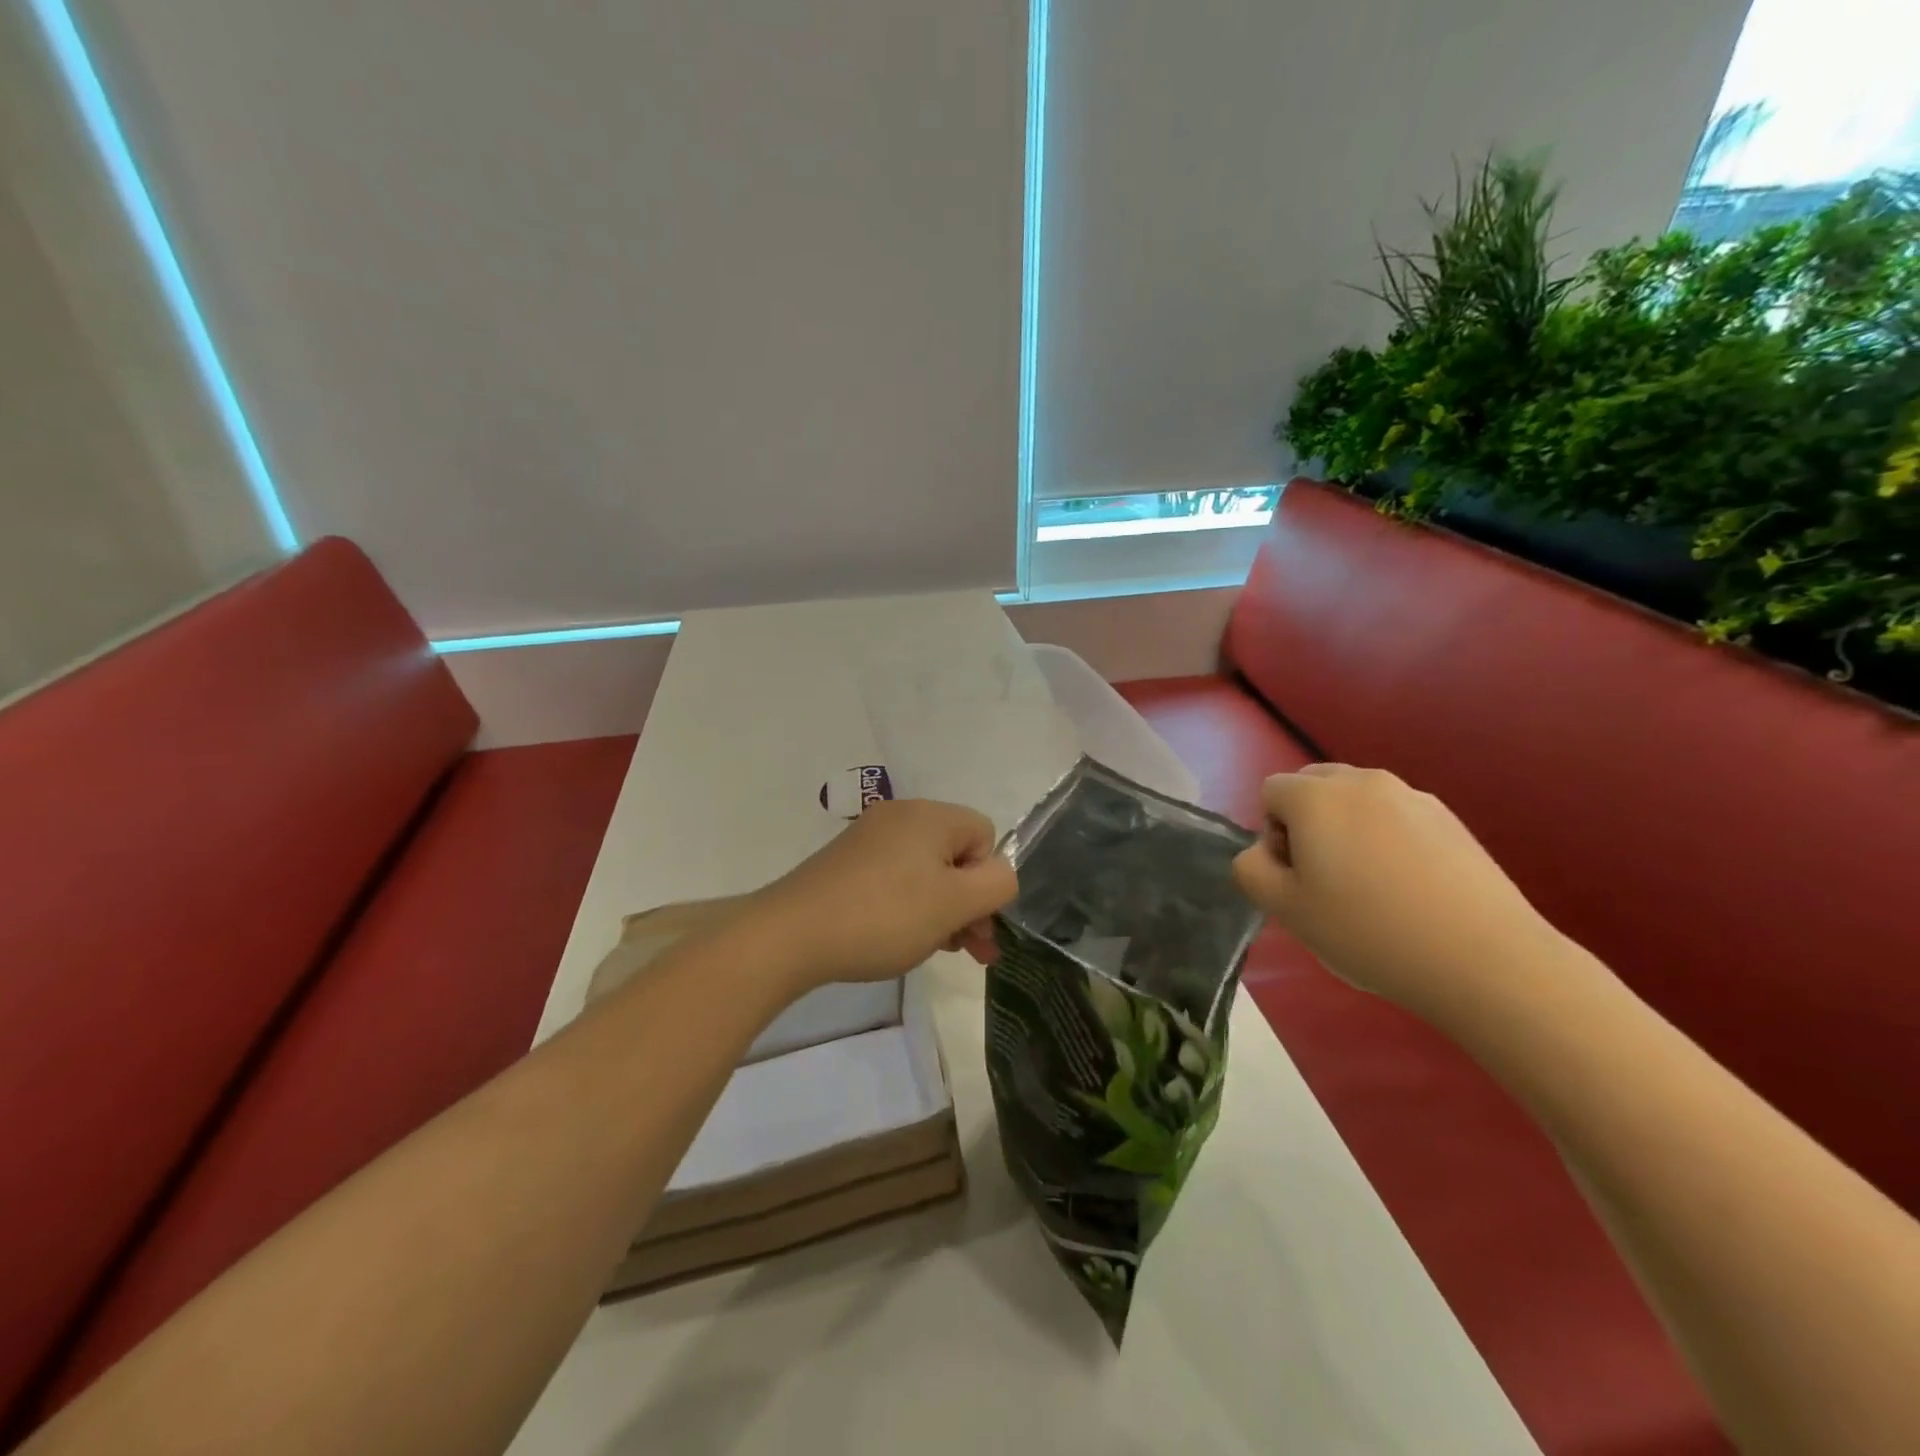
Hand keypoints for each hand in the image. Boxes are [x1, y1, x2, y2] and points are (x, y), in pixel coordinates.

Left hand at [749, 799, 1017, 989]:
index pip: (984, 835)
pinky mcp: (846, 862)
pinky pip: (894, 878)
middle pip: (955, 854)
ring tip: (936, 949)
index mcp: (930, 815)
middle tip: (969, 951)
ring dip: (940, 909)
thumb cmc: (884, 916)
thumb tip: (999, 875)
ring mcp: (868, 838)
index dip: (986, 879)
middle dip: (968, 902)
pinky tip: (900, 938)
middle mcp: (900, 816)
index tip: (971, 919)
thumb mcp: (954, 904)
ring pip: (926, 870)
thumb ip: (996, 885)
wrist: (791, 934)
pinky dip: (907, 906)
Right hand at [1231, 764, 1558, 1017]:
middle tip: (1325, 879)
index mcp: (1316, 796)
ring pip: (1355, 801)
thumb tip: (1263, 852)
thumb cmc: (1368, 931)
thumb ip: (1251, 869)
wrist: (1484, 960)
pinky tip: (1409, 890)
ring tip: (1370, 888)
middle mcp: (1362, 781)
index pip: (1270, 792)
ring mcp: (1412, 796)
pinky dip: (1387, 841)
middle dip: (1306, 823)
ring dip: (1346, 831)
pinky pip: (1395, 817)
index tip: (1298, 878)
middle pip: (1312, 785)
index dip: (1272, 834)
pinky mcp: (1450, 818)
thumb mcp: (1284, 909)